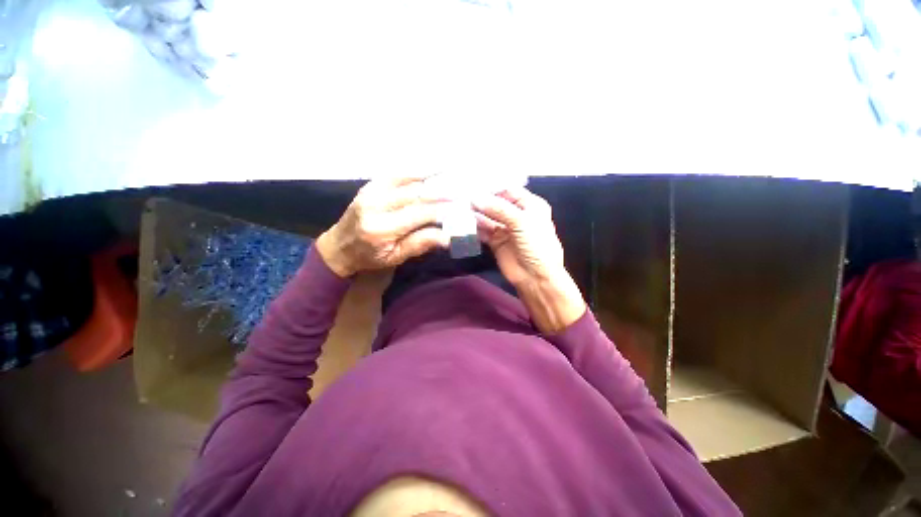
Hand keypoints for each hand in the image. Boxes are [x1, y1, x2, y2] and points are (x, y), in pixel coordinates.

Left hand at [316, 177, 449, 276]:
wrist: (339, 247)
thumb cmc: (369, 257)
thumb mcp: (395, 258)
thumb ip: (420, 244)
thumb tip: (448, 236)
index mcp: (381, 228)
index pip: (419, 214)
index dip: (441, 210)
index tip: (459, 209)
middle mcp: (376, 205)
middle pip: (415, 195)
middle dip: (440, 194)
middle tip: (460, 194)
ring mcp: (371, 191)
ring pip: (407, 179)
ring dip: (430, 177)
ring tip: (451, 173)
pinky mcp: (370, 185)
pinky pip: (396, 174)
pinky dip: (415, 171)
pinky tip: (430, 168)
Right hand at [473, 188, 586, 333]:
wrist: (536, 278)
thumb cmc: (536, 246)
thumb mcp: (521, 222)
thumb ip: (498, 208)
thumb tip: (474, 197)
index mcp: (530, 205)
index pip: (508, 190)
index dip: (491, 187)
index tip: (472, 185)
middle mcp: (517, 214)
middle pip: (495, 203)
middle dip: (480, 201)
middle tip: (460, 197)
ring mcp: (506, 228)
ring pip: (487, 217)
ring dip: (474, 214)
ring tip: (457, 209)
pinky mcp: (496, 240)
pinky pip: (483, 230)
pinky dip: (473, 227)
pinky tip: (462, 223)